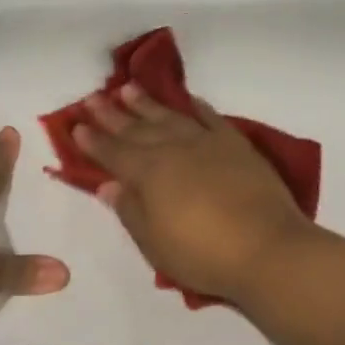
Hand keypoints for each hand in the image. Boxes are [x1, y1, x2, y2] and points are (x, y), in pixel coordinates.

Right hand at [73, 83, 319, 304]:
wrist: (267, 248)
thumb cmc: (203, 255)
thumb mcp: (155, 243)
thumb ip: (130, 210)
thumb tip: (109, 184)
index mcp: (148, 173)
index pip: (113, 153)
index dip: (93, 140)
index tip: (76, 124)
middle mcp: (174, 149)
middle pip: (137, 128)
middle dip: (112, 114)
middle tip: (93, 97)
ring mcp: (207, 143)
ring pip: (170, 116)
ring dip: (147, 103)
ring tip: (128, 89)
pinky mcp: (236, 144)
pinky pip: (210, 117)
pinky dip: (196, 107)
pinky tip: (187, 100)